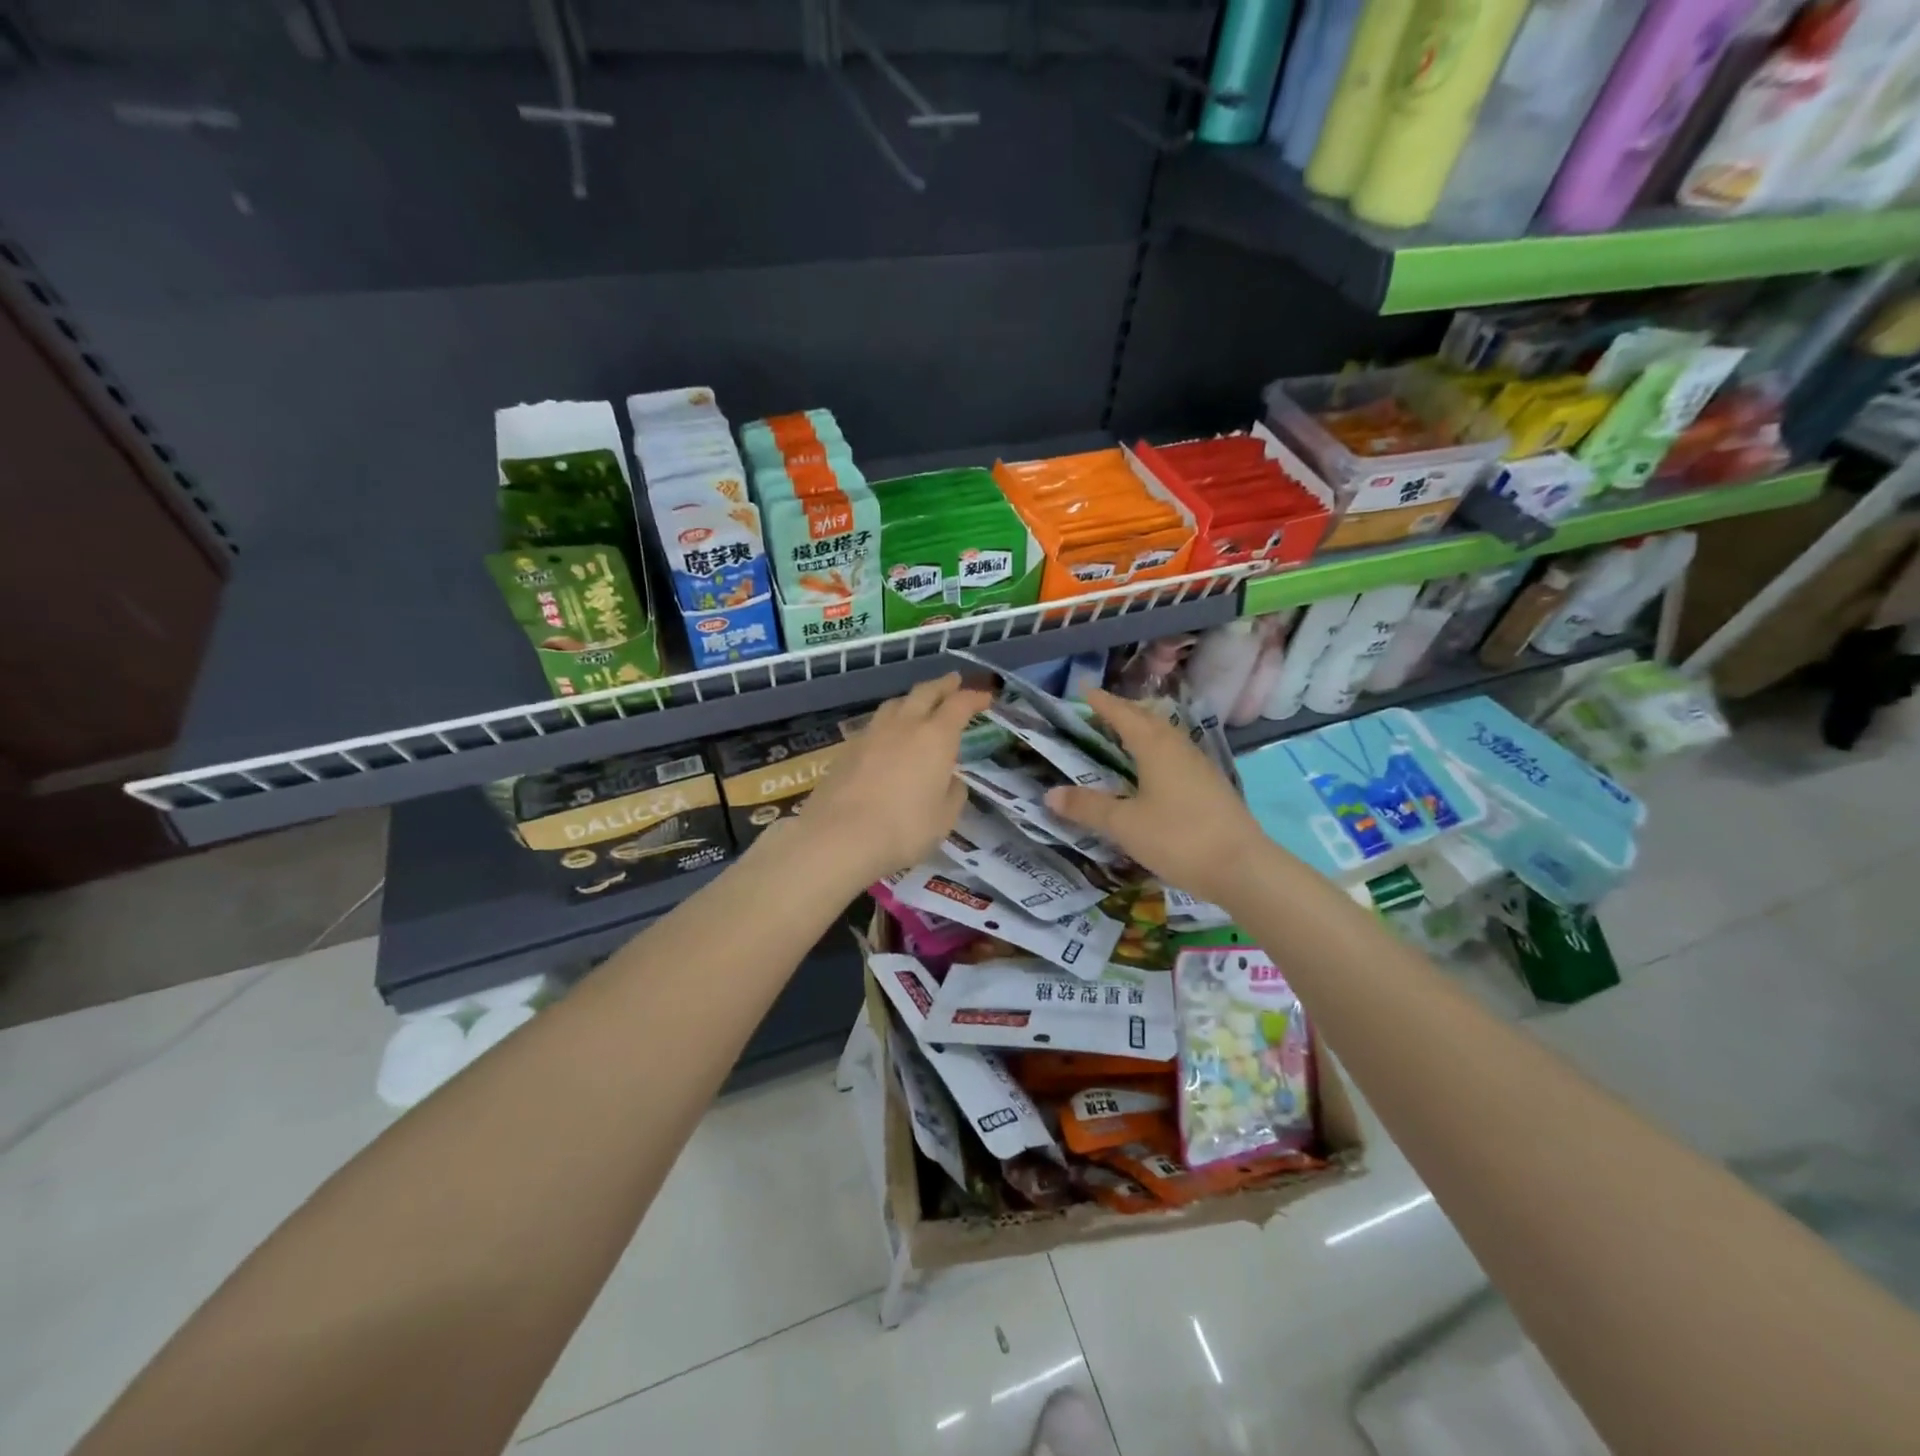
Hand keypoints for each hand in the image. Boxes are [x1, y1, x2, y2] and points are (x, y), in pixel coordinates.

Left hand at [791, 672, 990, 886]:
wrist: (839, 836)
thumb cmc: (904, 829)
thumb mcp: (944, 819)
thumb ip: (953, 794)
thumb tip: (951, 780)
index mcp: (936, 737)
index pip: (959, 705)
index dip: (974, 698)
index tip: (985, 697)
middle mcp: (904, 726)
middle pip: (925, 693)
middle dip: (943, 685)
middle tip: (954, 681)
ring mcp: (872, 734)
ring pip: (895, 704)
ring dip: (912, 700)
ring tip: (918, 705)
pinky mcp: (847, 749)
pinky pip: (874, 725)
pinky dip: (889, 722)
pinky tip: (888, 737)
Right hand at [1044, 687, 1267, 904]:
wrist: (1242, 867)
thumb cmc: (1177, 838)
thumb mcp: (1124, 824)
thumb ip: (1087, 807)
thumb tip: (1050, 794)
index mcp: (1155, 747)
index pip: (1123, 715)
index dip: (1102, 703)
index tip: (1085, 690)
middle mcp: (1178, 748)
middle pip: (1148, 719)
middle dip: (1123, 711)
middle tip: (1100, 710)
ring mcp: (1199, 766)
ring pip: (1165, 736)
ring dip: (1143, 729)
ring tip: (1124, 734)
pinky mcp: (1210, 786)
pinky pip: (1176, 755)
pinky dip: (1156, 750)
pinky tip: (1153, 769)